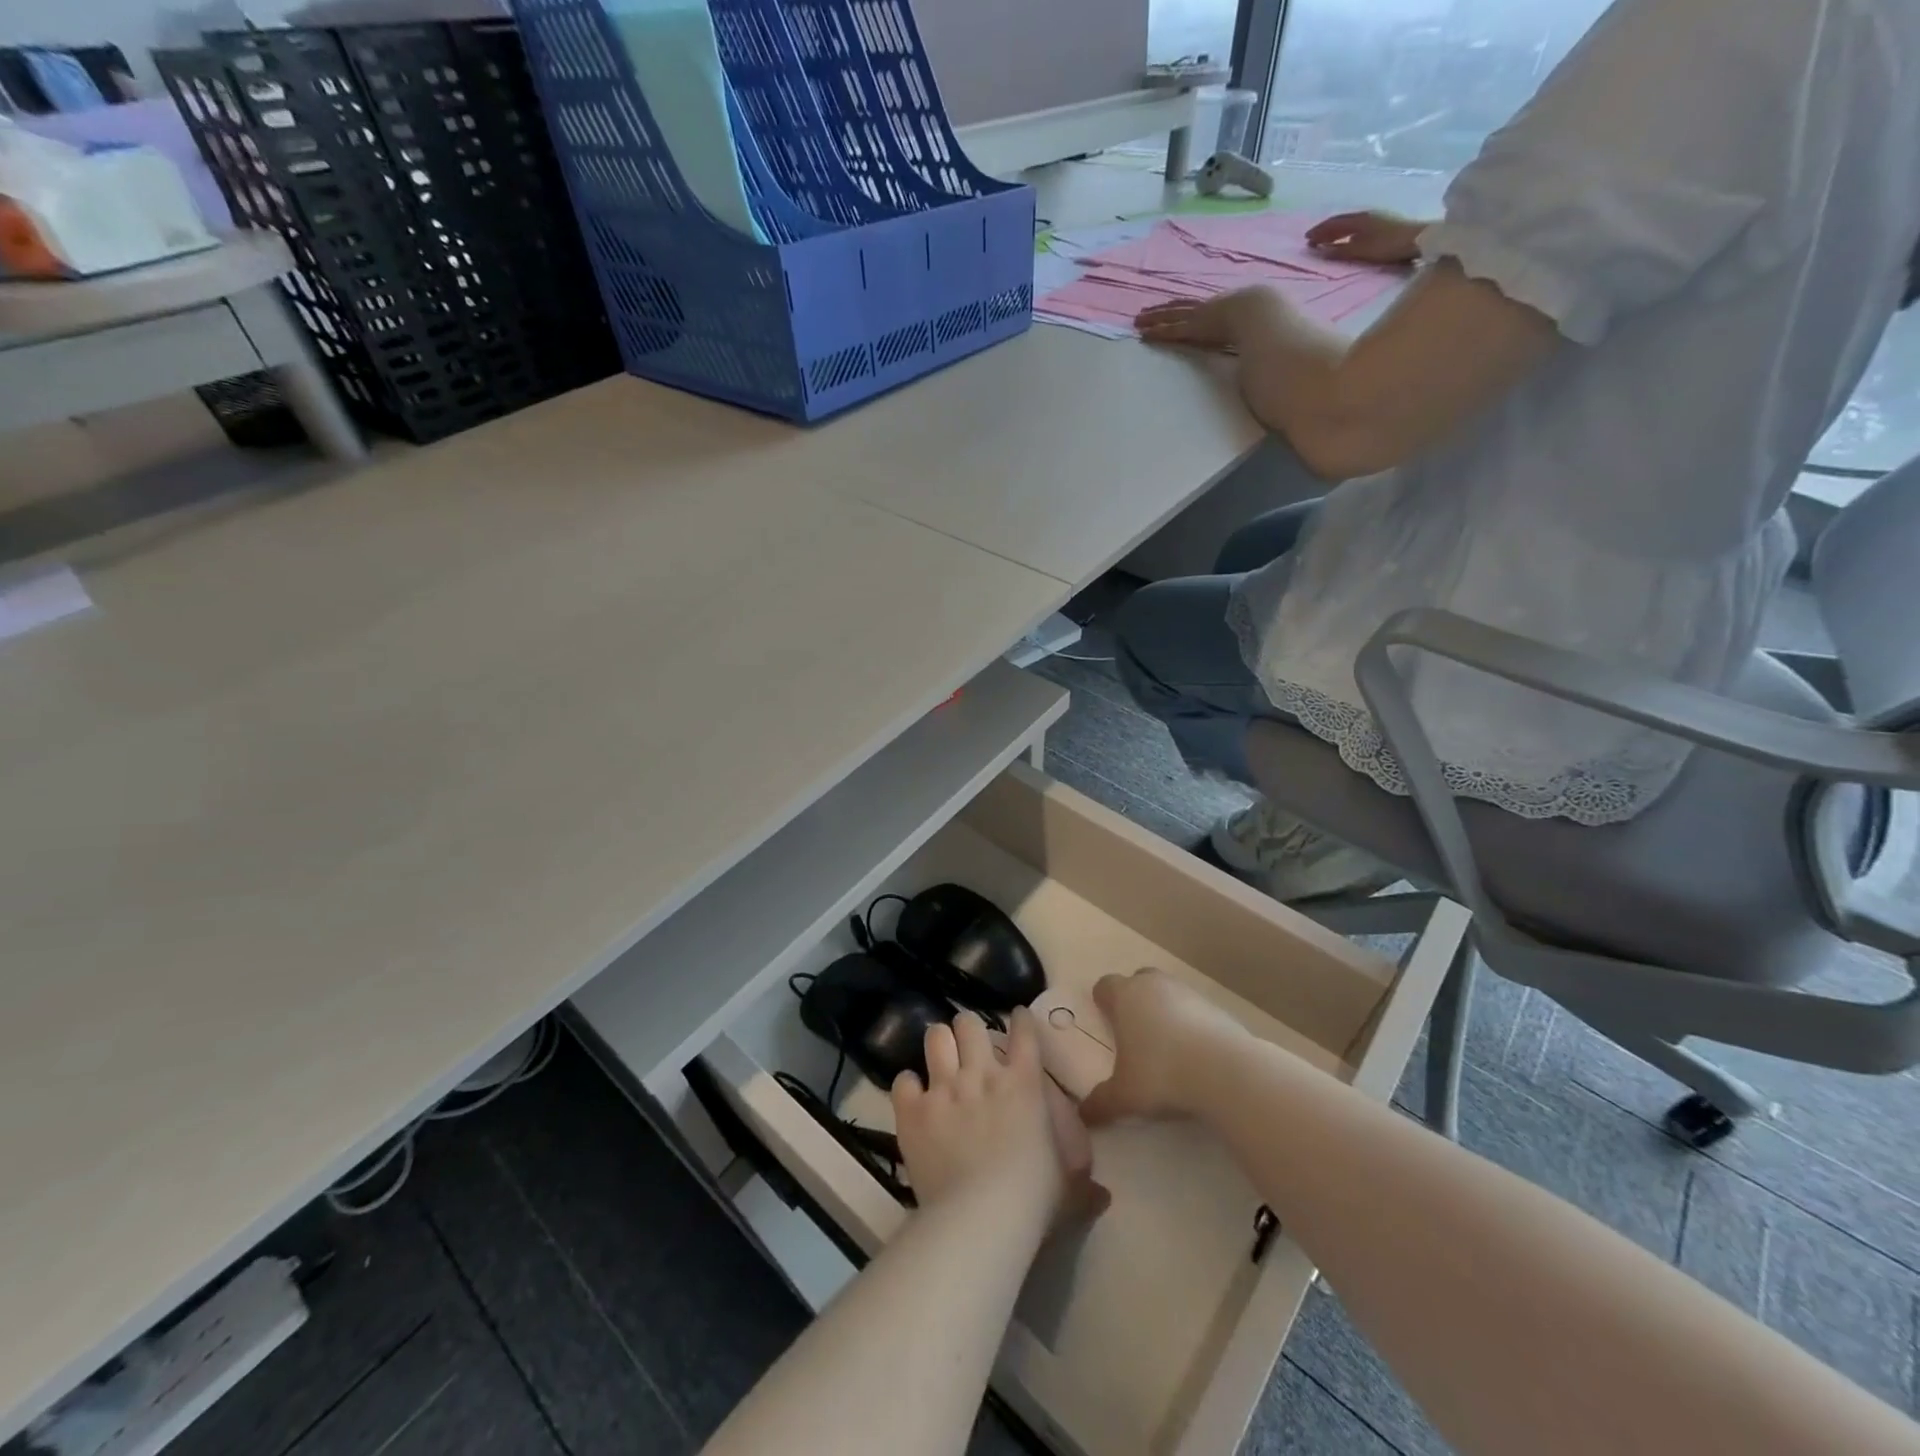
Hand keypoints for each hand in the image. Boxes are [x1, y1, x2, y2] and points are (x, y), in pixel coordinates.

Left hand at [893, 1009, 1105, 1225]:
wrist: (981, 1217)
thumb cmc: (1034, 1199)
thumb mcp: (1069, 1189)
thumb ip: (1084, 1185)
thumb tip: (1104, 1195)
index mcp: (1024, 1084)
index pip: (1024, 1033)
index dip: (1020, 1020)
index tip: (1017, 1017)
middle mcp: (982, 1074)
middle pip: (970, 1024)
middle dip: (968, 1029)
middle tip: (969, 1044)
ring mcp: (945, 1088)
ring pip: (936, 1037)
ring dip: (939, 1044)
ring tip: (940, 1055)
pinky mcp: (914, 1110)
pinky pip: (903, 1080)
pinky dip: (908, 1086)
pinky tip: (912, 1096)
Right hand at [1080, 969, 1248, 1126]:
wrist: (1224, 1070)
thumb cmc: (1161, 1074)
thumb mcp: (1124, 1095)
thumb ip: (1100, 1103)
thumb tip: (1084, 1115)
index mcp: (1125, 996)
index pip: (1105, 985)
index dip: (1103, 1001)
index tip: (1104, 1019)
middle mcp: (1154, 985)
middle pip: (1138, 981)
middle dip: (1134, 1000)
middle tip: (1134, 1031)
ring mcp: (1188, 992)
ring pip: (1168, 993)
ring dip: (1164, 1011)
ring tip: (1166, 1046)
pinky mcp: (1216, 1006)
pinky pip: (1195, 1009)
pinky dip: (1191, 1024)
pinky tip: (1194, 1053)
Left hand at [1135, 288, 1263, 349]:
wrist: (1262, 312)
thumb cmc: (1270, 318)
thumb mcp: (1265, 319)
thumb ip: (1260, 327)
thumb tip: (1270, 335)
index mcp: (1228, 303)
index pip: (1203, 305)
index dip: (1189, 306)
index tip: (1178, 307)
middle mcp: (1211, 306)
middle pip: (1182, 306)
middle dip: (1164, 308)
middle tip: (1147, 311)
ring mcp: (1200, 316)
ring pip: (1171, 314)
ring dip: (1154, 317)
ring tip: (1138, 321)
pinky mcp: (1193, 328)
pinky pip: (1171, 329)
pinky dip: (1157, 331)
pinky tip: (1143, 333)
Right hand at [1304, 210, 1426, 265]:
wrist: (1418, 240)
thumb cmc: (1388, 246)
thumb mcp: (1361, 251)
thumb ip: (1340, 251)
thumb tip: (1321, 251)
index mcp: (1359, 219)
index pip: (1334, 224)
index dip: (1319, 231)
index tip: (1306, 240)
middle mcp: (1365, 215)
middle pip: (1341, 221)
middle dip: (1325, 230)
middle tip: (1312, 240)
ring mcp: (1375, 218)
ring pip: (1349, 223)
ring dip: (1335, 231)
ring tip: (1326, 240)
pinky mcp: (1382, 224)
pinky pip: (1357, 226)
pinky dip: (1346, 232)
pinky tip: (1346, 239)